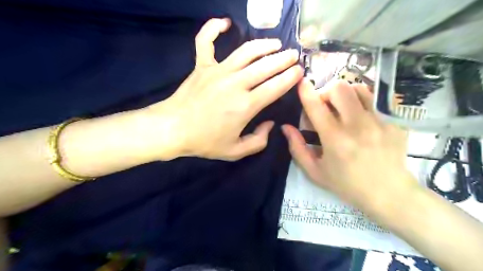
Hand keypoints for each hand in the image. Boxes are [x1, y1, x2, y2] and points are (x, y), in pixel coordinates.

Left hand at [144, 18, 299, 159]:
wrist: (172, 129)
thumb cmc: (204, 142)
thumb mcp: (235, 151)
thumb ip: (259, 141)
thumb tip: (270, 124)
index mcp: (246, 105)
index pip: (275, 86)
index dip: (290, 78)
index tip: (299, 72)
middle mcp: (235, 83)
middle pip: (266, 66)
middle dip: (284, 59)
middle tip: (294, 55)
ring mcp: (218, 71)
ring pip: (246, 51)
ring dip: (264, 45)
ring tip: (276, 44)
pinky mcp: (202, 66)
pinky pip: (206, 41)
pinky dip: (214, 28)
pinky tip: (225, 22)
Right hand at [284, 80, 415, 212]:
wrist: (389, 194)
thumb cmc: (347, 185)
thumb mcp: (315, 171)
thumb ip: (297, 148)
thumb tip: (286, 127)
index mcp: (335, 139)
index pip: (316, 107)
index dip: (306, 92)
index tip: (301, 82)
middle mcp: (357, 125)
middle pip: (340, 88)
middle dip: (326, 92)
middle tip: (325, 106)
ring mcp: (379, 121)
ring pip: (359, 88)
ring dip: (345, 94)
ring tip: (343, 108)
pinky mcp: (394, 122)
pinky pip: (374, 100)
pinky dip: (361, 103)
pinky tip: (360, 118)